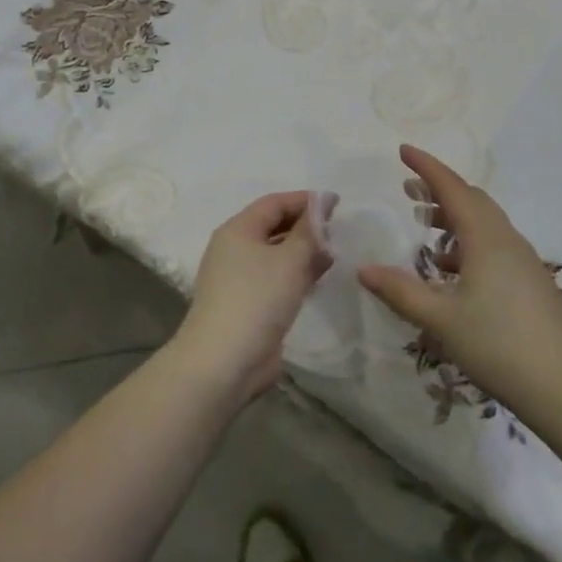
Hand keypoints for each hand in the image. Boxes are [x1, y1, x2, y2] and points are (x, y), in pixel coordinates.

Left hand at [169, 192, 330, 406]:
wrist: (224, 361)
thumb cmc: (257, 299)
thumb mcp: (290, 260)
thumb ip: (309, 231)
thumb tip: (321, 203)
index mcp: (238, 230)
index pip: (273, 203)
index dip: (304, 200)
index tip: (336, 203)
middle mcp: (235, 250)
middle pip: (273, 227)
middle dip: (305, 226)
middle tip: (337, 228)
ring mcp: (240, 279)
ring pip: (276, 255)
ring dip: (303, 252)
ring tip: (334, 252)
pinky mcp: (249, 305)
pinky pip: (276, 279)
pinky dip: (297, 274)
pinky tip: (319, 278)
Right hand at [359, 145, 561, 419]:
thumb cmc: (498, 344)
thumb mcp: (440, 318)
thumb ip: (400, 291)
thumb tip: (363, 269)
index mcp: (485, 237)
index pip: (452, 188)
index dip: (427, 167)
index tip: (403, 150)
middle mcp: (506, 240)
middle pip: (472, 200)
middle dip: (439, 188)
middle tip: (409, 187)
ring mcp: (522, 261)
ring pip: (485, 222)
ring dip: (454, 215)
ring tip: (426, 224)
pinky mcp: (530, 282)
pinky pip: (493, 244)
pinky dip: (467, 240)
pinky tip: (452, 268)